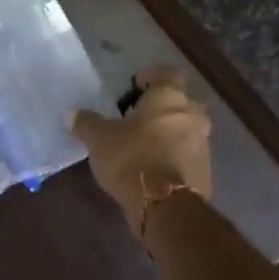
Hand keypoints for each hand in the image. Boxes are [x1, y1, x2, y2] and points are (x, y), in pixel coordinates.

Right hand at [71, 65, 212, 234]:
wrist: (165, 206)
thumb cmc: (131, 158)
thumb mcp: (99, 139)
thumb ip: (87, 122)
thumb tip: (73, 113)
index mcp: (169, 97)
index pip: (167, 73)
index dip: (151, 78)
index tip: (134, 89)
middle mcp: (192, 114)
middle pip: (180, 103)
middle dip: (160, 109)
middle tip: (136, 121)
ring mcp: (203, 144)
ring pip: (186, 130)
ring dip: (168, 134)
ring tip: (143, 148)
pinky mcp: (206, 171)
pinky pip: (188, 155)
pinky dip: (174, 158)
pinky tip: (154, 170)